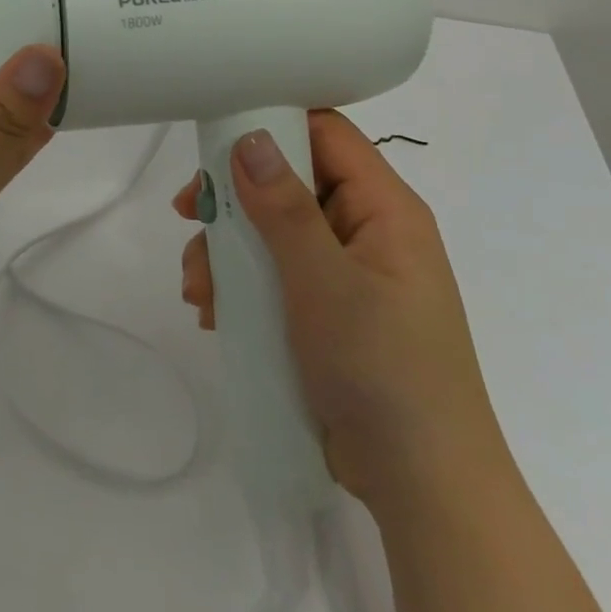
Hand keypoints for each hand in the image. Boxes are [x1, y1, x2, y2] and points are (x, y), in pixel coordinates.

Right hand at [174, 110, 509, 510]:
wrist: (421, 488)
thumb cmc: (381, 369)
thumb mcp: (324, 282)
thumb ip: (283, 207)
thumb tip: (249, 137)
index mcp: (382, 209)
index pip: (325, 133)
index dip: (271, 123)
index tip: (214, 139)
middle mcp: (365, 231)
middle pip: (287, 183)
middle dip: (234, 202)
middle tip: (189, 216)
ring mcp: (345, 273)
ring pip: (271, 233)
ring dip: (227, 252)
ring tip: (199, 291)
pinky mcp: (327, 311)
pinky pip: (274, 275)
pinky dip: (240, 286)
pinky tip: (213, 312)